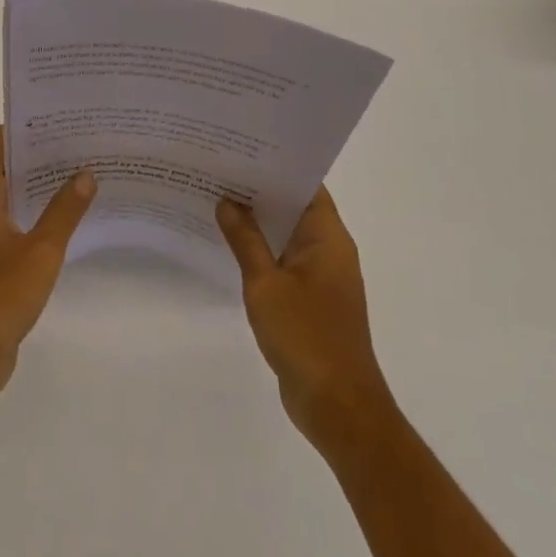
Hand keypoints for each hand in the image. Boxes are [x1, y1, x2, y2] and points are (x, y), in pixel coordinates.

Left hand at [0, 127, 95, 409]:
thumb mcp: (40, 251)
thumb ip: (64, 210)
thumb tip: (86, 172)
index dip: (25, 127)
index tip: (61, 119)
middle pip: (4, 165)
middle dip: (39, 154)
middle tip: (81, 144)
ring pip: (9, 194)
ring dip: (39, 185)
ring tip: (82, 173)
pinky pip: (11, 220)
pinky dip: (34, 212)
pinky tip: (67, 216)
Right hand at [217, 188, 392, 455]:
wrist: (338, 407)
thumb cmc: (306, 337)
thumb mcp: (266, 284)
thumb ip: (245, 240)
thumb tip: (227, 201)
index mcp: (329, 238)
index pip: (305, 185)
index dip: (276, 165)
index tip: (242, 149)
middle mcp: (330, 250)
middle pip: (295, 206)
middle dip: (260, 190)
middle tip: (220, 168)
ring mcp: (322, 276)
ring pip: (287, 234)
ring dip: (258, 221)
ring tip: (217, 198)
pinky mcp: (312, 299)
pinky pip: (285, 260)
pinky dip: (262, 249)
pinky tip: (230, 244)